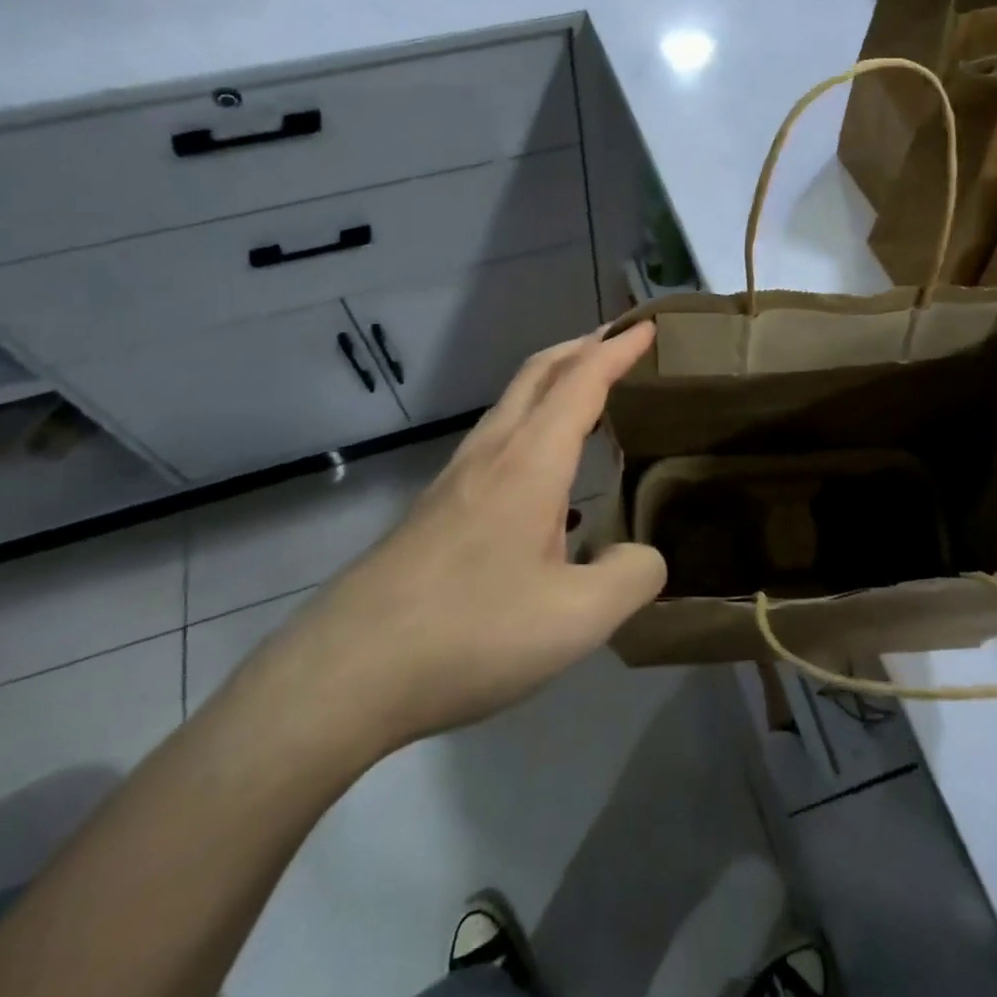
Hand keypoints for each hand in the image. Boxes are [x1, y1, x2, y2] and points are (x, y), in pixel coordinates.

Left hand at [247, 324, 665, 764]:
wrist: (347, 670)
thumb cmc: (470, 634)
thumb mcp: (576, 619)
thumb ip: (631, 578)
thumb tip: (646, 556)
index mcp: (530, 462)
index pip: (582, 381)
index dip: (618, 350)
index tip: (649, 326)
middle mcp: (492, 454)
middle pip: (539, 373)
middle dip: (583, 347)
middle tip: (622, 342)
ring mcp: (456, 478)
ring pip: (512, 404)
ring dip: (555, 382)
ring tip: (590, 396)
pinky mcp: (437, 508)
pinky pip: (496, 440)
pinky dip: (532, 423)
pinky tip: (545, 475)